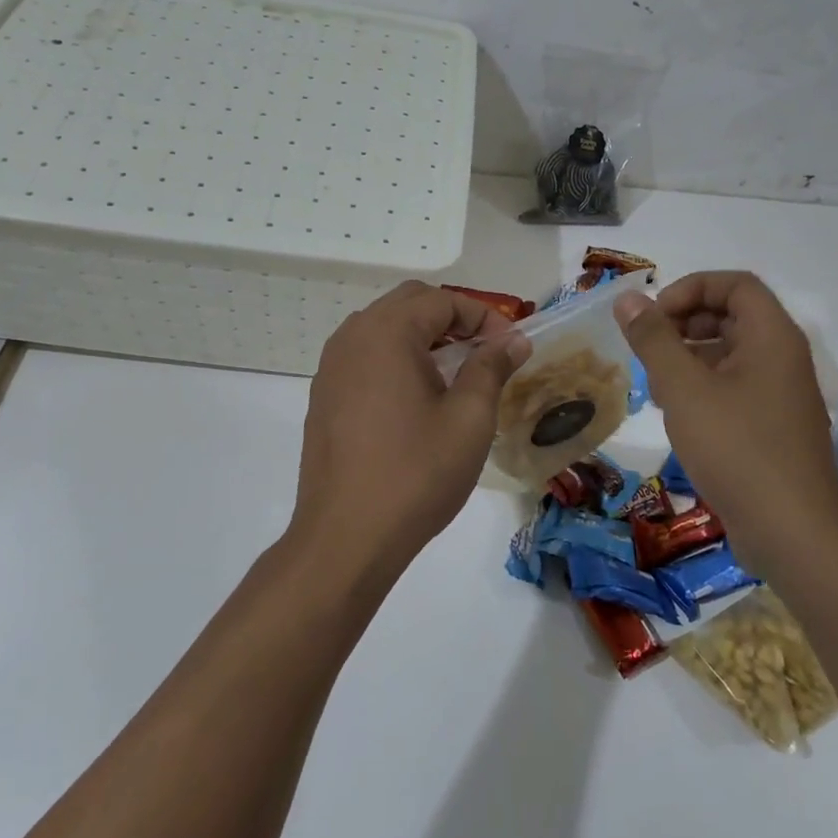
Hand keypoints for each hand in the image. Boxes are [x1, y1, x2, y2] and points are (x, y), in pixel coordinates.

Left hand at [291, 282, 530, 585]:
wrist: (346, 537)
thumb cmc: (416, 473)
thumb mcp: (469, 419)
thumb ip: (491, 367)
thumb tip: (513, 340)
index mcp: (387, 332)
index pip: (442, 299)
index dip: (483, 316)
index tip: (511, 346)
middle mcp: (353, 336)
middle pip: (410, 303)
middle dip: (452, 319)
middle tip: (485, 351)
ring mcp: (331, 365)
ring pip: (383, 327)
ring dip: (422, 336)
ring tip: (454, 372)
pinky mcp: (323, 394)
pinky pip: (365, 355)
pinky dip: (395, 357)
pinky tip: (416, 396)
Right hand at [614, 271, 837, 541]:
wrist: (793, 533)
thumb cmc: (737, 449)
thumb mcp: (684, 389)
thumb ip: (654, 340)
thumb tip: (628, 299)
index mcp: (772, 337)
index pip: (735, 284)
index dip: (691, 289)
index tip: (655, 316)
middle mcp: (782, 357)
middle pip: (731, 316)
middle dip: (684, 324)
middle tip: (648, 349)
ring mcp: (779, 394)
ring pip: (728, 354)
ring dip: (687, 358)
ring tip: (653, 385)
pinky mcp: (771, 426)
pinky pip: (733, 387)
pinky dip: (701, 388)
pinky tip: (674, 414)